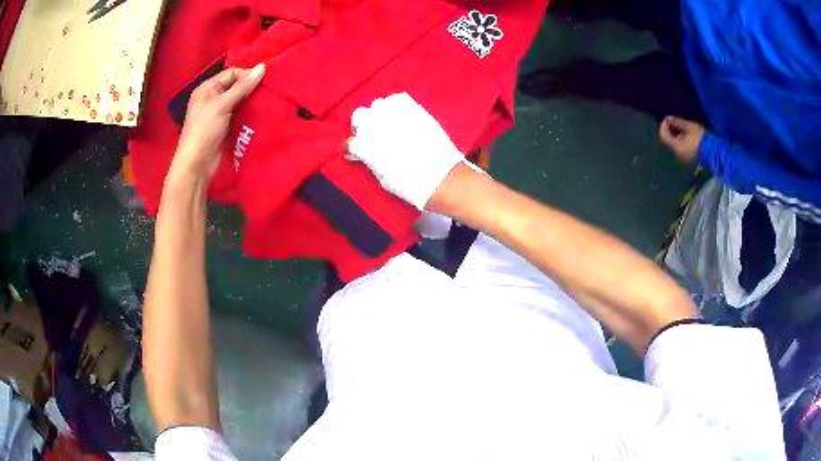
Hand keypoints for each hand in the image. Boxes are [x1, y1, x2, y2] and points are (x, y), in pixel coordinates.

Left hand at [170, 64, 265, 180]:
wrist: (197, 164)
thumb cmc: (204, 130)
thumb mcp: (222, 105)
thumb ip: (242, 87)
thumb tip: (262, 67)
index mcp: (207, 88)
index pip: (231, 73)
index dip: (246, 75)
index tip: (263, 81)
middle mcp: (212, 98)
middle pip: (236, 86)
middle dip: (251, 87)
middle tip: (269, 89)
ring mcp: (219, 113)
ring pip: (239, 100)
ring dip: (252, 100)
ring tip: (268, 100)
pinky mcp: (225, 126)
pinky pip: (240, 114)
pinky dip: (249, 112)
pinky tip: (261, 113)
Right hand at [347, 93, 464, 209]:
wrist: (441, 178)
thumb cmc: (411, 185)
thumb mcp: (382, 178)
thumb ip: (370, 160)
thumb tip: (365, 152)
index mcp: (366, 146)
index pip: (350, 141)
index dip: (353, 148)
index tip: (358, 153)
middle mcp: (377, 127)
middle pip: (359, 116)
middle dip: (362, 125)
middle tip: (370, 135)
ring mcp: (396, 115)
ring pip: (377, 104)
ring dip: (379, 114)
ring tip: (387, 124)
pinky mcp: (414, 109)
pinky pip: (398, 99)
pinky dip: (396, 105)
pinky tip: (400, 116)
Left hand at [658, 116, 704, 162]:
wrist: (714, 152)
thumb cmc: (701, 138)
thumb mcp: (689, 126)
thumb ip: (677, 122)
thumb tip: (667, 118)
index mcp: (676, 147)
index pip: (663, 136)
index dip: (663, 125)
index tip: (668, 118)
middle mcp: (677, 153)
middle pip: (667, 140)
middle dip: (668, 129)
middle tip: (673, 120)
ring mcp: (682, 156)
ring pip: (673, 143)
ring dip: (673, 133)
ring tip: (679, 125)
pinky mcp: (687, 157)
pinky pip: (678, 147)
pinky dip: (678, 138)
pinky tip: (684, 133)